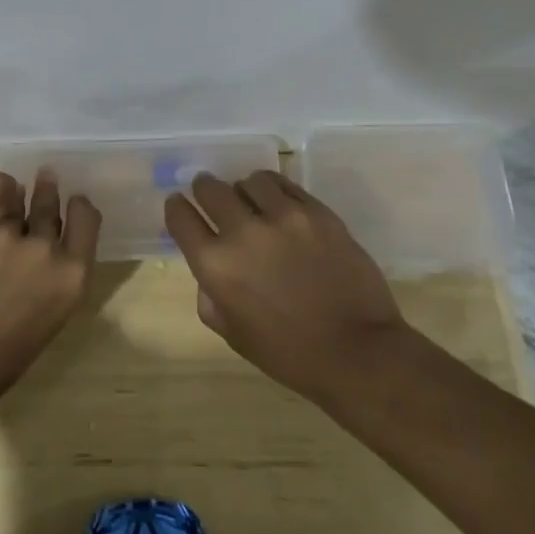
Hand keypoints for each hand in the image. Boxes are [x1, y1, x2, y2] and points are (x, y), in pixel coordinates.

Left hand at [0, 169, 100, 412]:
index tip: (73, 204)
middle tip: (46, 182)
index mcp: (72, 279)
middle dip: (50, 195)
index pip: (88, 220)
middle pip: (53, 208)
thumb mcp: (46, 323)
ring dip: (23, 193)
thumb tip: (44, 258)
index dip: (80, 208)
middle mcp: (47, 249)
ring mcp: (10, 234)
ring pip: (24, 195)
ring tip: (18, 190)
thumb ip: (53, 284)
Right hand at [164, 170, 405, 405]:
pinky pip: (285, 185)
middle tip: (212, 197)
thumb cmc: (288, 353)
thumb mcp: (232, 332)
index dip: (176, 208)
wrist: (358, 352)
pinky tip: (279, 204)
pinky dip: (275, 191)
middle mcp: (243, 232)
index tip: (179, 205)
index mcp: (215, 265)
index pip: (180, 217)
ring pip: (250, 180)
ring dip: (244, 190)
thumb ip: (210, 294)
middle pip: (210, 188)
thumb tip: (210, 267)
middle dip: (205, 190)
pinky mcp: (317, 212)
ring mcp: (283, 217)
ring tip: (253, 202)